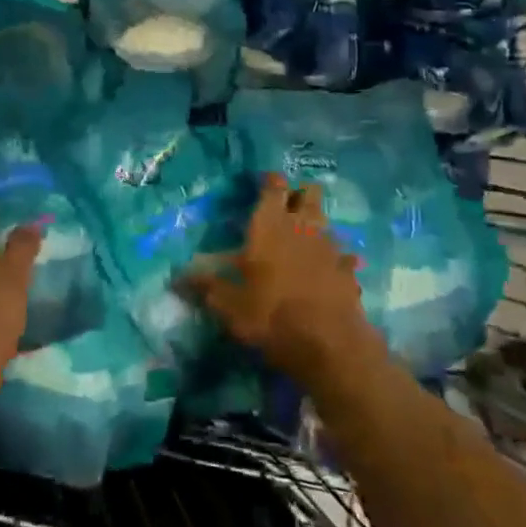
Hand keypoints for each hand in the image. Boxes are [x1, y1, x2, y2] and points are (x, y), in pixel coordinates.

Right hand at [180, 174, 374, 386]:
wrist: (330, 345)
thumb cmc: (271, 315)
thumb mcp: (229, 305)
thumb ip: (205, 287)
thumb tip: (176, 278)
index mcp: (270, 226)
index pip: (274, 187)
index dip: (271, 181)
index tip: (265, 181)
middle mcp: (302, 227)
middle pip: (309, 194)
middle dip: (300, 194)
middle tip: (286, 205)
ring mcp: (330, 248)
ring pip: (326, 222)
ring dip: (316, 225)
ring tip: (304, 237)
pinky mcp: (349, 273)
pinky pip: (343, 257)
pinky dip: (336, 260)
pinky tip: (328, 271)